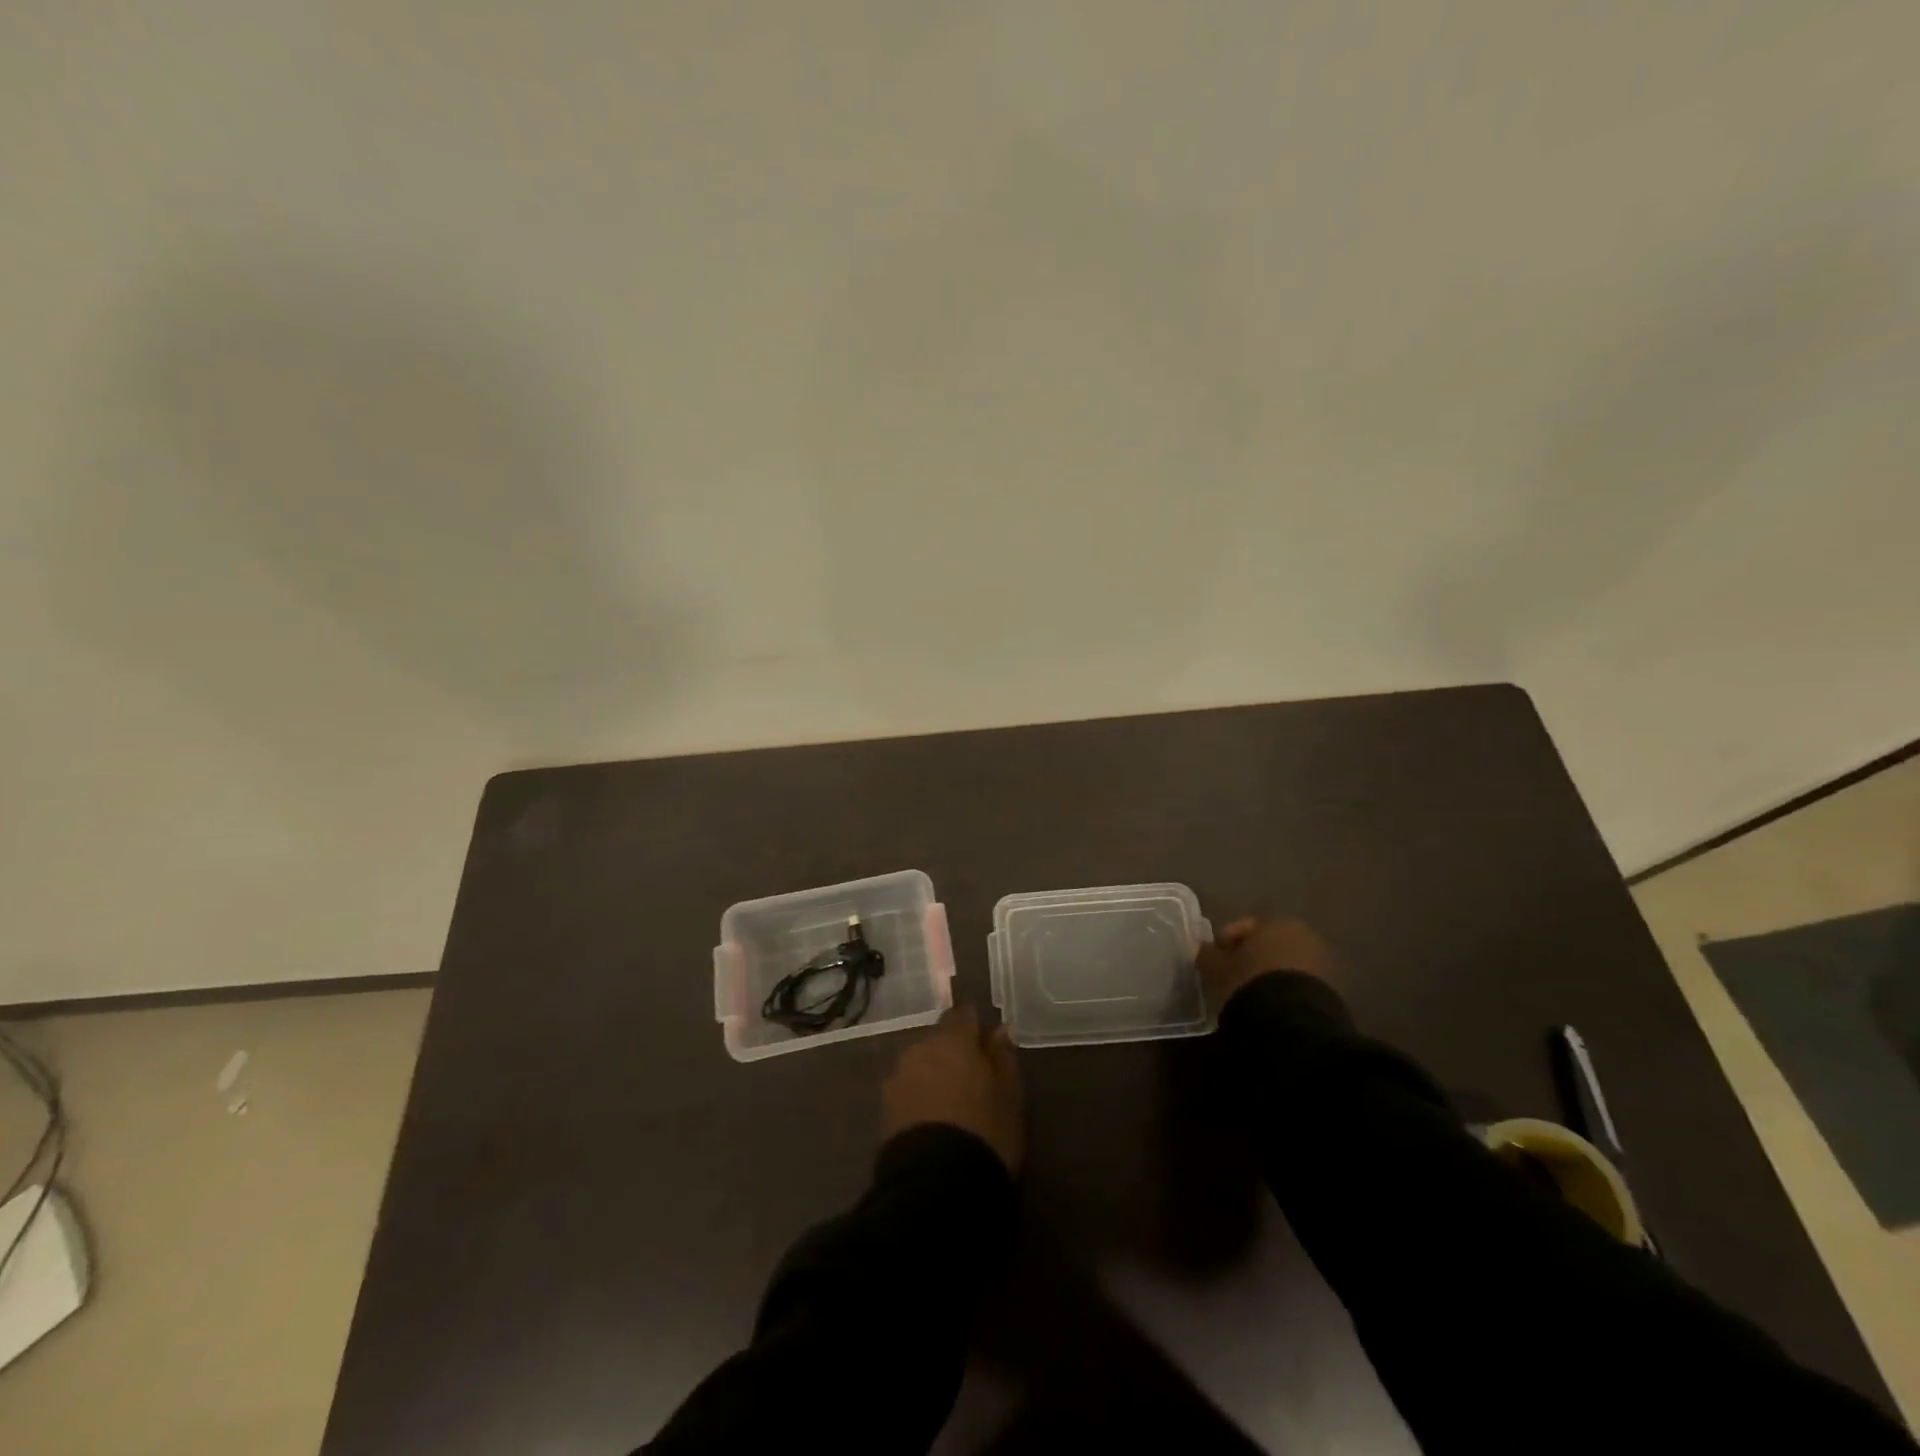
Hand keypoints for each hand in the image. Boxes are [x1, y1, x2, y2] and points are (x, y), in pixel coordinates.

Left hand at [880, 1005, 1024, 1172]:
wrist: (936, 1187)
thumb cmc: (985, 1133)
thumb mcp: (1011, 1096)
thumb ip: (1004, 1057)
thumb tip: (998, 1031)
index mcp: (953, 1040)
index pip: (963, 1014)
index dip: (976, 1028)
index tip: (989, 1048)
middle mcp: (920, 1048)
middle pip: (939, 1038)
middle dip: (953, 1051)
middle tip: (973, 1080)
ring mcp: (898, 1077)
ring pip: (921, 1063)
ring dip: (934, 1073)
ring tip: (951, 1104)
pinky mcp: (884, 1107)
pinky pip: (908, 1088)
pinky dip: (919, 1095)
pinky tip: (932, 1120)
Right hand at [1198, 917, 1336, 1011]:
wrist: (1293, 1021)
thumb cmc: (1249, 982)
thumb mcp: (1217, 968)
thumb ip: (1208, 954)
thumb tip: (1204, 949)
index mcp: (1275, 922)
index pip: (1242, 927)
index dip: (1223, 943)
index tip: (1212, 961)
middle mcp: (1302, 935)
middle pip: (1267, 944)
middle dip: (1250, 958)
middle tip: (1231, 977)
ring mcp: (1321, 962)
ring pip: (1284, 964)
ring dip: (1268, 975)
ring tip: (1251, 995)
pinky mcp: (1332, 990)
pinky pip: (1298, 984)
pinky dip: (1284, 990)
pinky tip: (1270, 1006)